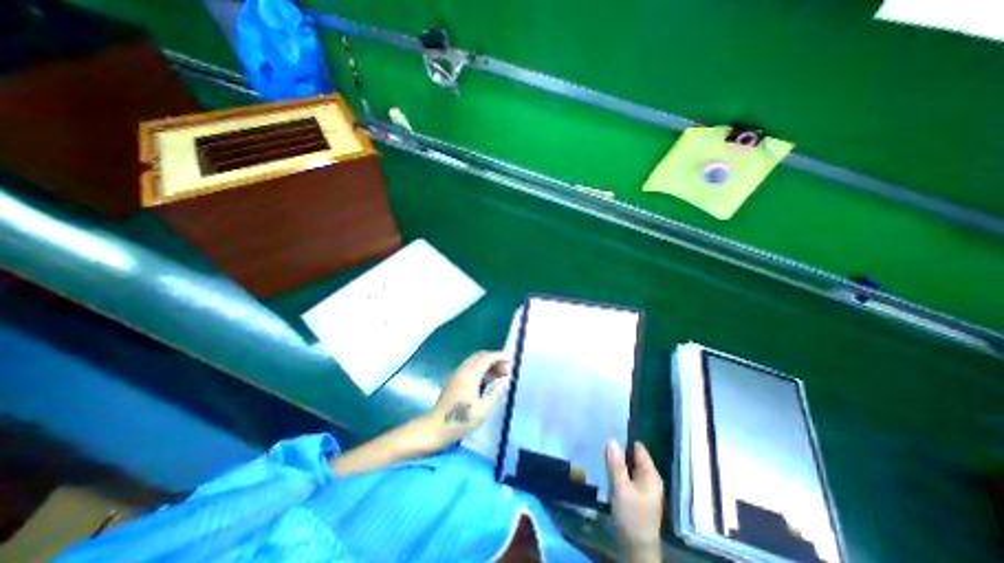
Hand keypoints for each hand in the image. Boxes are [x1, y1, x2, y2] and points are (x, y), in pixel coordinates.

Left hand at [428, 353, 511, 448]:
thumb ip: (495, 393)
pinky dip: (481, 367)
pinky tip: (487, 379)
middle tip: (506, 370)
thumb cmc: (460, 421)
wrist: (435, 427)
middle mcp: (463, 371)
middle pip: (480, 356)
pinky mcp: (454, 379)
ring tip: (499, 375)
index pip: (486, 358)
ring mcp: (457, 374)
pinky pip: (469, 366)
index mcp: (470, 376)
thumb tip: (505, 381)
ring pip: (474, 360)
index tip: (511, 361)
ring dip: (488, 363)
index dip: (499, 357)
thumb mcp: (483, 410)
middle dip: (495, 359)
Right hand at [608, 441, 663, 559]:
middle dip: (618, 449)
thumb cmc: (632, 517)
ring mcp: (642, 487)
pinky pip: (625, 475)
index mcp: (651, 475)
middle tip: (601, 438)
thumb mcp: (622, 489)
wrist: (636, 549)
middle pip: (633, 456)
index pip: (638, 448)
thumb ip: (616, 464)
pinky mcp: (634, 494)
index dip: (625, 438)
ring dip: (616, 460)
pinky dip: (616, 470)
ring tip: (600, 449)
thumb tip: (611, 439)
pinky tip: (604, 466)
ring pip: (627, 466)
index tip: (609, 429)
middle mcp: (648, 478)